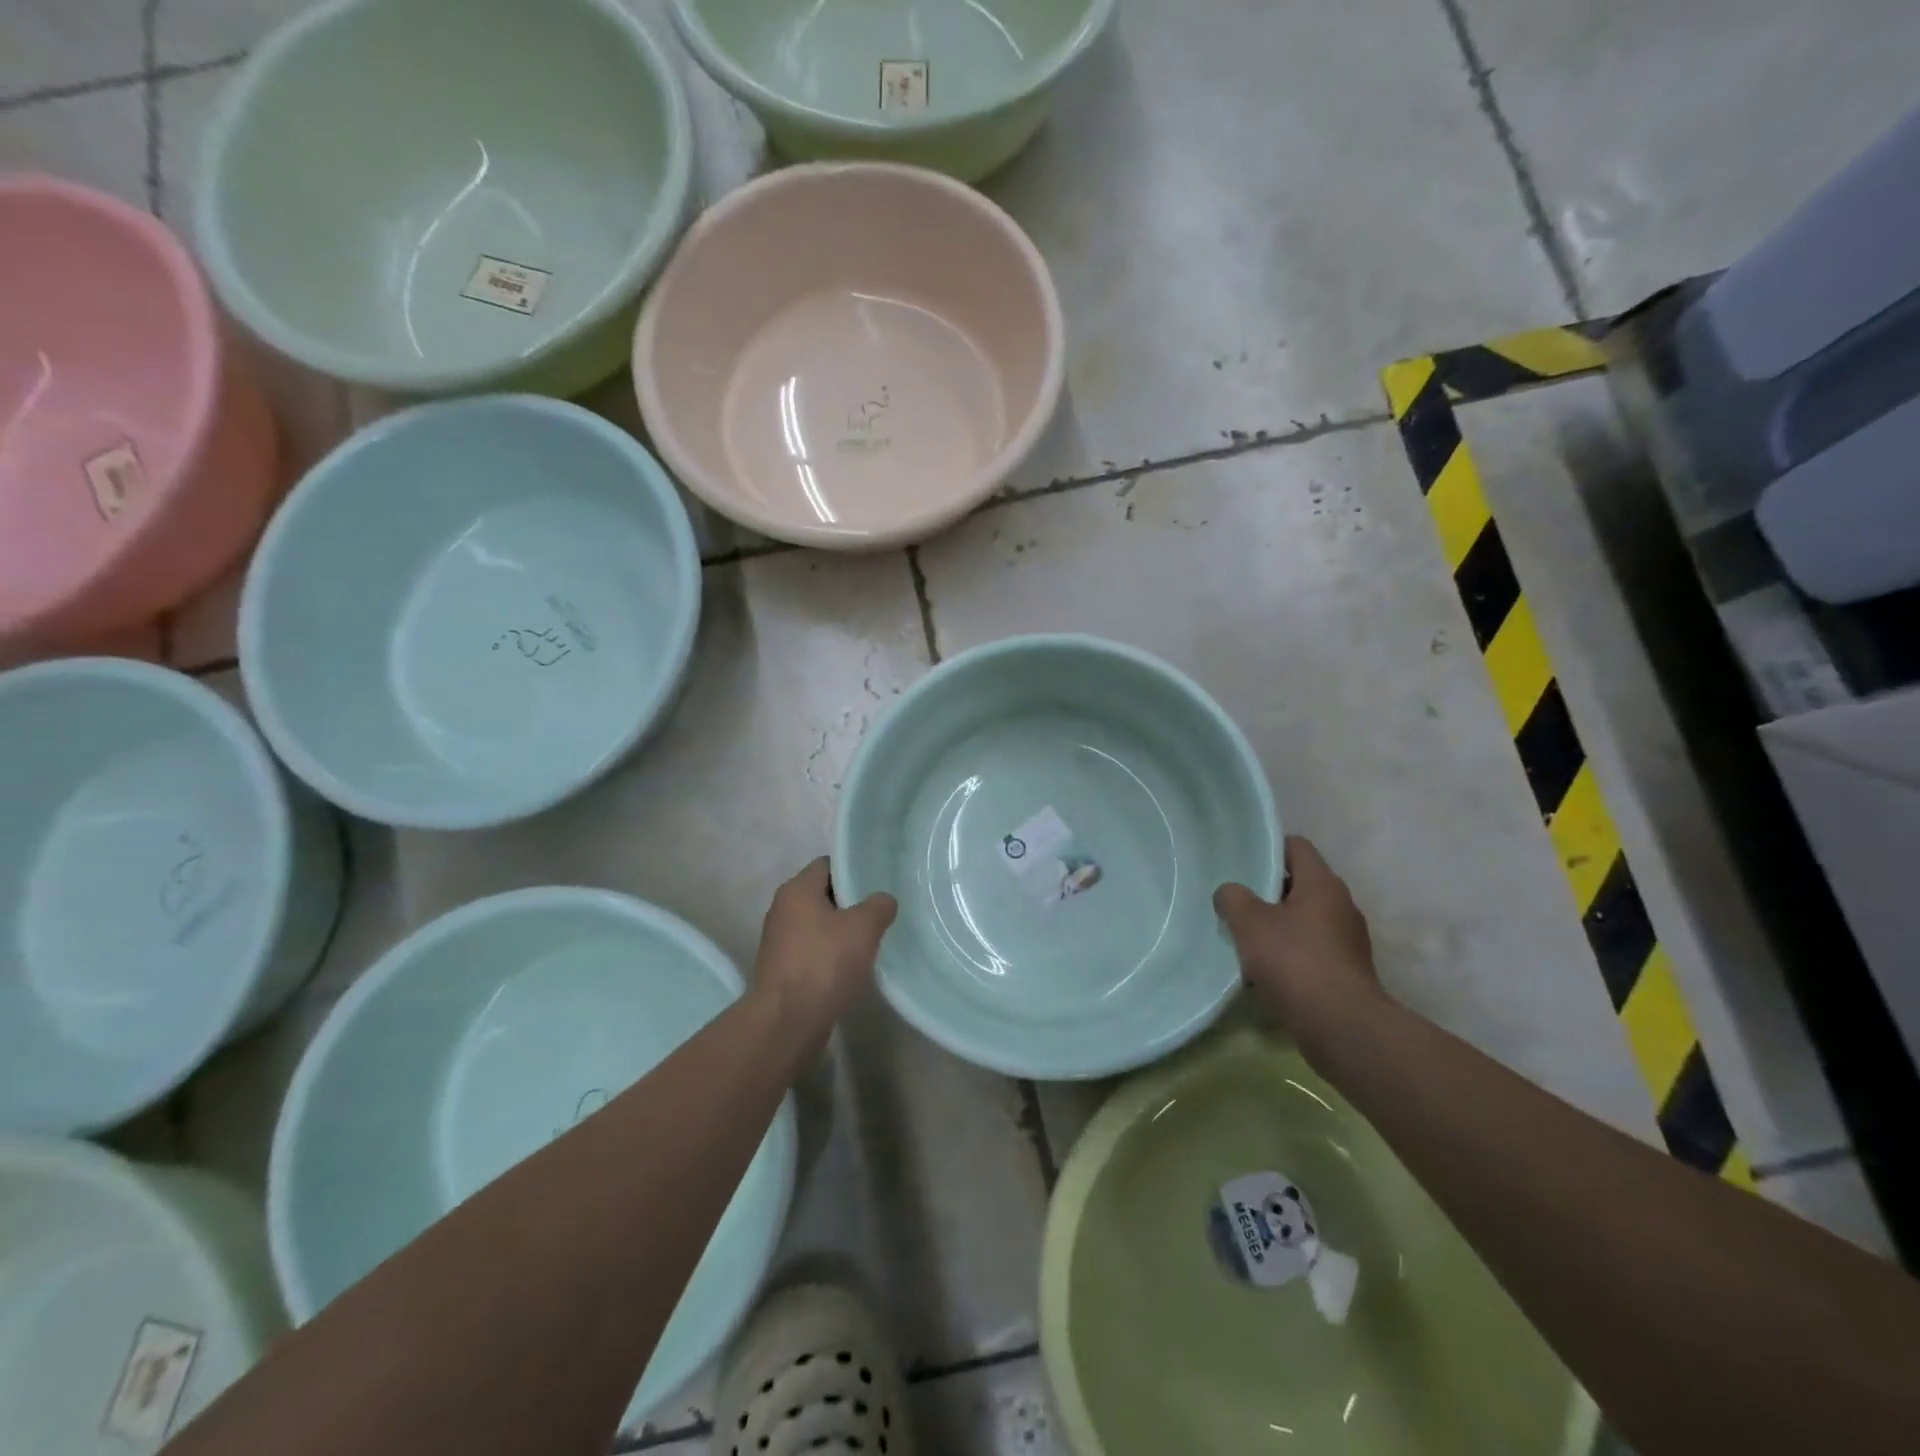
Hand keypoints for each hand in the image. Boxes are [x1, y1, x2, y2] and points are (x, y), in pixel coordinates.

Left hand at [752, 858, 896, 1028]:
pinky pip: (812, 951)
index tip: (877, 883)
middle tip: (879, 912)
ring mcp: (779, 941)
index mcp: (797, 890)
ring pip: (818, 925)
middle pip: (823, 895)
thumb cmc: (824, 963)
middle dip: (851, 903)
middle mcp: (782, 909)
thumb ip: (879, 906)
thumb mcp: (864, 927)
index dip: (853, 871)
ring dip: (841, 932)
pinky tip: (852, 968)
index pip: (827, 865)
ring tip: (870, 941)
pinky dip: (830, 955)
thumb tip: (883, 900)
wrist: (787, 1022)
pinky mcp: (782, 969)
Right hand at [1214, 836, 1381, 1054]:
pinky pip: (1312, 949)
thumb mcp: (1249, 923)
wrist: (1341, 1026)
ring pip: (1305, 919)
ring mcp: (1348, 940)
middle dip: (1268, 892)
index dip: (1268, 849)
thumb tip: (1230, 893)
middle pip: (1300, 884)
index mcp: (1323, 884)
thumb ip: (1233, 898)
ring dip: (1278, 926)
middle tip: (1237, 902)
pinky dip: (1290, 954)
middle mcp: (1341, 905)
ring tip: (1247, 939)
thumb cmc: (1294, 962)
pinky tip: (1266, 970)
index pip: (1297, 847)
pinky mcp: (1347, 971)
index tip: (1242, 862)